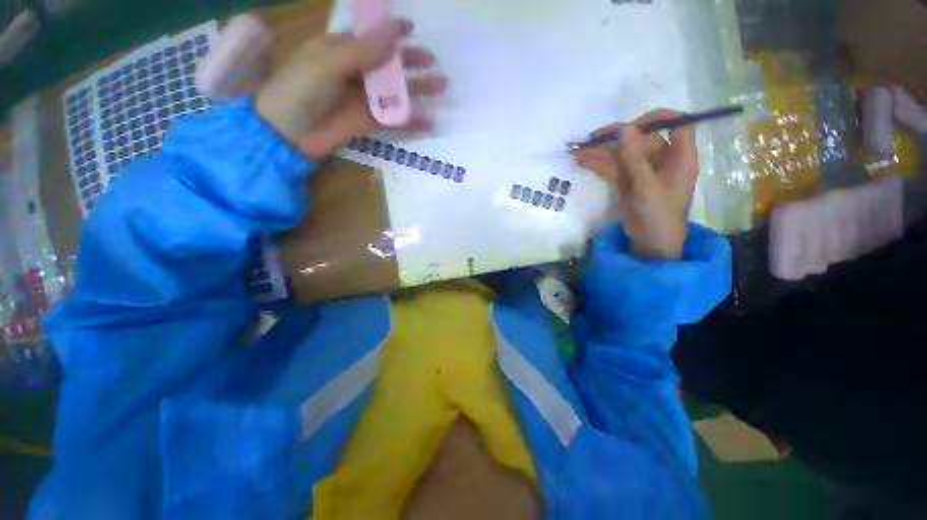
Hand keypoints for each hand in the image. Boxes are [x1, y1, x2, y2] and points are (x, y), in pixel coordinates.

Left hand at [256, 19, 446, 158]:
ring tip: (440, 87)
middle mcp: (353, 72)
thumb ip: (364, 51)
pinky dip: (410, 120)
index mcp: (339, 49)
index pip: (370, 37)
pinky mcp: (367, 122)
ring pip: (394, 92)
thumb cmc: (300, 89)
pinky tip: (428, 121)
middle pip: (387, 65)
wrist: (288, 134)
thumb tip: (395, 31)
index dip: (391, 32)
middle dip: (411, 63)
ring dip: (417, 90)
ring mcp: (362, 99)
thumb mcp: (329, 63)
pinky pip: (393, 119)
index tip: (411, 30)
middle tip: (434, 63)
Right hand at [572, 109, 697, 259]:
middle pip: (640, 139)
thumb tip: (624, 128)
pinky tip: (582, 161)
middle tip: (590, 140)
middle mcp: (662, 159)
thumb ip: (634, 158)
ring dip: (600, 152)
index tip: (630, 126)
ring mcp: (642, 171)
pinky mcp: (628, 182)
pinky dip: (598, 165)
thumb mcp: (646, 187)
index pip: (675, 124)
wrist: (650, 244)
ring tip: (577, 151)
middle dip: (614, 139)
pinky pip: (613, 168)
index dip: (655, 119)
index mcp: (679, 157)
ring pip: (622, 154)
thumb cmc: (658, 216)